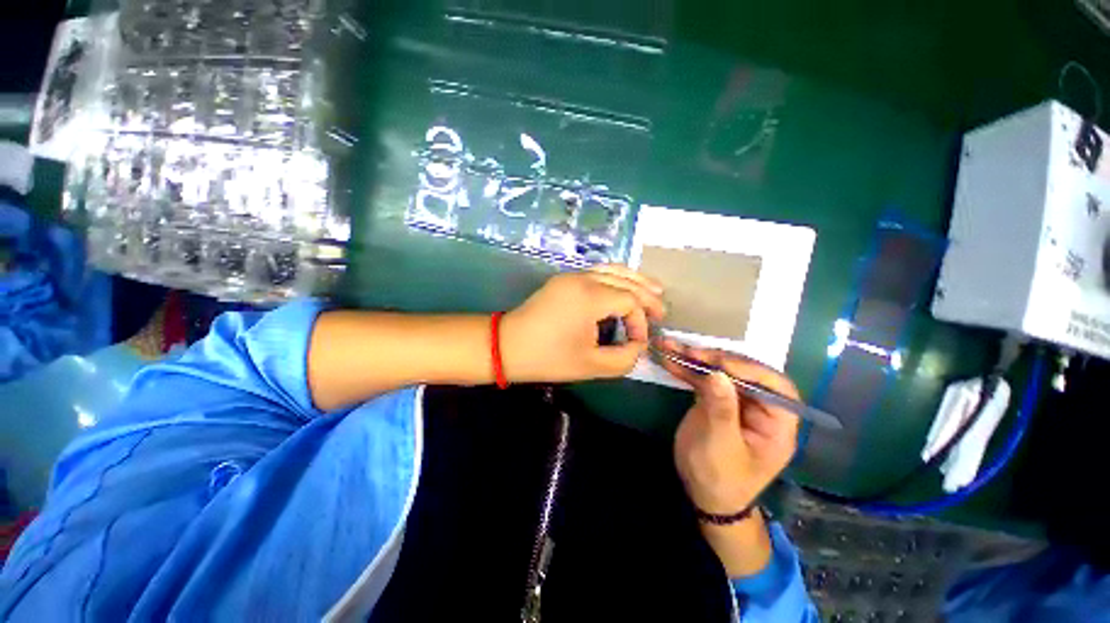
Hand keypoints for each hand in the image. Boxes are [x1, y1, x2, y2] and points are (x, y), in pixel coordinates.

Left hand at [500, 265, 665, 382]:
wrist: (507, 346)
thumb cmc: (547, 358)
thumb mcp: (591, 365)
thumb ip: (624, 358)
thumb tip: (638, 345)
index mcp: (590, 296)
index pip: (629, 301)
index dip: (640, 321)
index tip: (637, 343)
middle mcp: (582, 278)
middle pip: (625, 279)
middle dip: (647, 294)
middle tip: (662, 310)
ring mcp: (571, 276)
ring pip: (612, 270)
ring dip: (634, 280)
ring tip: (655, 290)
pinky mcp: (563, 280)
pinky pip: (597, 273)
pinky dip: (616, 279)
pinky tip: (624, 288)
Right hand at [662, 343, 799, 515]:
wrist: (703, 493)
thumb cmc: (721, 478)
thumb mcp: (721, 446)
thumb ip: (721, 410)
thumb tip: (718, 374)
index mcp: (777, 422)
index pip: (774, 387)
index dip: (749, 370)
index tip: (719, 363)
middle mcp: (759, 406)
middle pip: (742, 373)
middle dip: (714, 359)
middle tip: (689, 352)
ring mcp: (735, 400)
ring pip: (718, 372)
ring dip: (693, 359)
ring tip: (670, 347)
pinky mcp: (715, 399)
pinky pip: (702, 379)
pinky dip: (684, 369)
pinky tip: (667, 359)